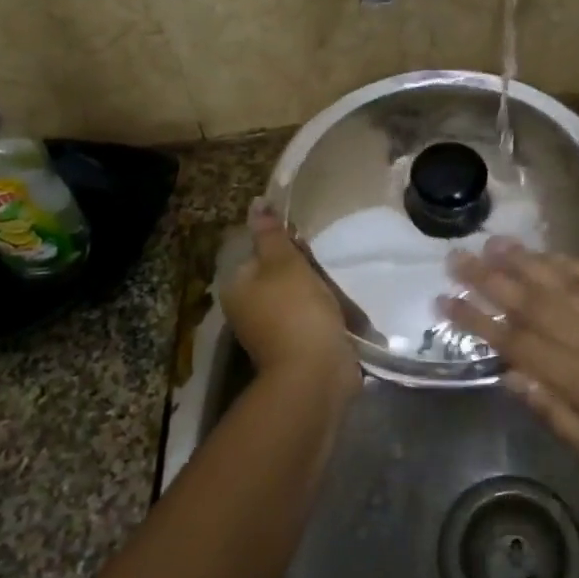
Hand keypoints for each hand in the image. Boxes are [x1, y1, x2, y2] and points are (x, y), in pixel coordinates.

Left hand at [223, 202, 357, 393]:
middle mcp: (247, 310)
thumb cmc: (296, 310)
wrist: (316, 373)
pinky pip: (310, 319)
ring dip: (316, 291)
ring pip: (295, 297)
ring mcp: (271, 332)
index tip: (306, 245)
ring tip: (337, 288)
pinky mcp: (296, 347)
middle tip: (323, 268)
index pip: (257, 252)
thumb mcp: (284, 262)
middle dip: (302, 269)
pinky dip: (324, 313)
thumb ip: (271, 234)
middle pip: (276, 275)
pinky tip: (340, 311)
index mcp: (237, 288)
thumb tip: (256, 203)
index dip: (283, 244)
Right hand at [444, 239, 578, 507]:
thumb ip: (552, 411)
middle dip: (490, 279)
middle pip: (533, 302)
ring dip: (525, 261)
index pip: (516, 341)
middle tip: (457, 257)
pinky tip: (549, 254)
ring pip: (564, 283)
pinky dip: (573, 265)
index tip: (445, 301)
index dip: (477, 320)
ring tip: (494, 242)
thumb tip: (509, 375)